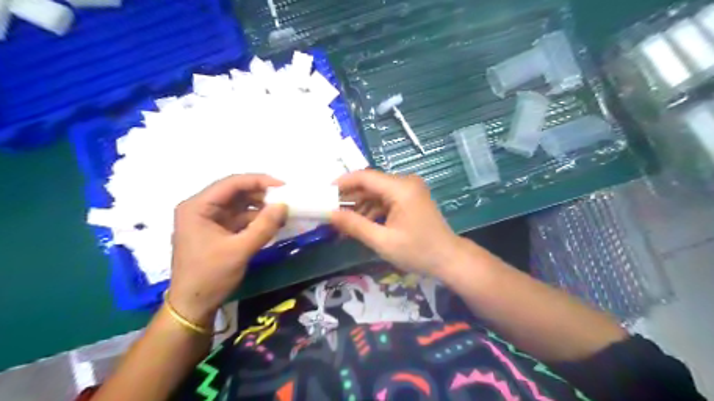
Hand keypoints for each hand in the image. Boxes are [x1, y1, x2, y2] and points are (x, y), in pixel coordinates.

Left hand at [169, 174, 287, 323]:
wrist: (193, 306)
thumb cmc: (210, 276)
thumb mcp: (239, 250)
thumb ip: (263, 226)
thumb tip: (284, 205)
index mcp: (197, 207)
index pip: (231, 184)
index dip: (258, 181)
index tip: (283, 186)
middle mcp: (201, 208)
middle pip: (235, 192)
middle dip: (261, 194)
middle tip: (285, 199)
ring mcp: (209, 220)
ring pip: (239, 205)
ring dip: (260, 207)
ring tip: (282, 211)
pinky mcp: (217, 231)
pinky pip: (240, 218)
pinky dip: (256, 219)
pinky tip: (272, 223)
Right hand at [332, 169, 465, 278]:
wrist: (449, 259)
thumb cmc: (418, 251)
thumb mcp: (383, 241)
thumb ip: (355, 225)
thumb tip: (329, 214)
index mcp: (400, 188)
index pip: (364, 177)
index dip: (342, 183)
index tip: (324, 193)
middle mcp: (405, 182)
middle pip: (370, 184)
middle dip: (349, 198)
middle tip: (330, 212)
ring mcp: (409, 190)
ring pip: (376, 193)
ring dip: (360, 206)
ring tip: (342, 223)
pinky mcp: (410, 198)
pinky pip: (385, 200)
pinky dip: (372, 210)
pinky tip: (361, 224)